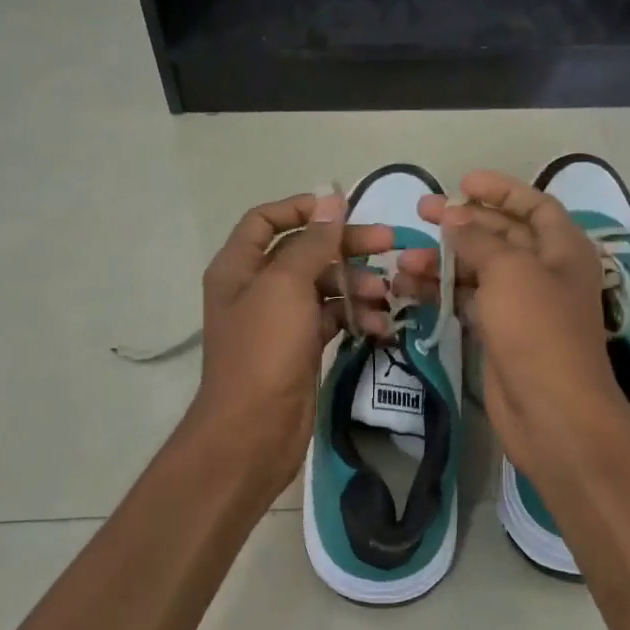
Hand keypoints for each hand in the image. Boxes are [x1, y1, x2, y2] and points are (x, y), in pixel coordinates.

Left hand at [183, 193, 394, 499]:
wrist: (254, 430)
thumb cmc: (264, 350)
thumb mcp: (286, 286)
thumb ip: (312, 242)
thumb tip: (331, 199)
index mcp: (239, 266)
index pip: (266, 220)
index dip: (303, 208)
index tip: (344, 209)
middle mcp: (257, 287)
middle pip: (304, 251)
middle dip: (346, 246)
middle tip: (390, 244)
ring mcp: (280, 319)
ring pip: (324, 286)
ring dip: (357, 286)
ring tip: (386, 297)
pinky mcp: (301, 346)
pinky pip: (332, 318)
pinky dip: (355, 317)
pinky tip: (380, 326)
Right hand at [393, 172, 629, 481]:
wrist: (551, 412)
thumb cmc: (538, 330)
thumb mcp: (510, 272)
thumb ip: (478, 240)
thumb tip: (453, 219)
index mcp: (563, 249)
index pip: (534, 205)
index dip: (501, 190)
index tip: (462, 183)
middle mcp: (545, 272)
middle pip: (501, 235)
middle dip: (462, 223)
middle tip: (421, 212)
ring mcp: (522, 305)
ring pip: (478, 270)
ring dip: (443, 262)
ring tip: (404, 262)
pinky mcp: (499, 333)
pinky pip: (468, 301)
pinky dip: (442, 293)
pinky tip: (409, 289)